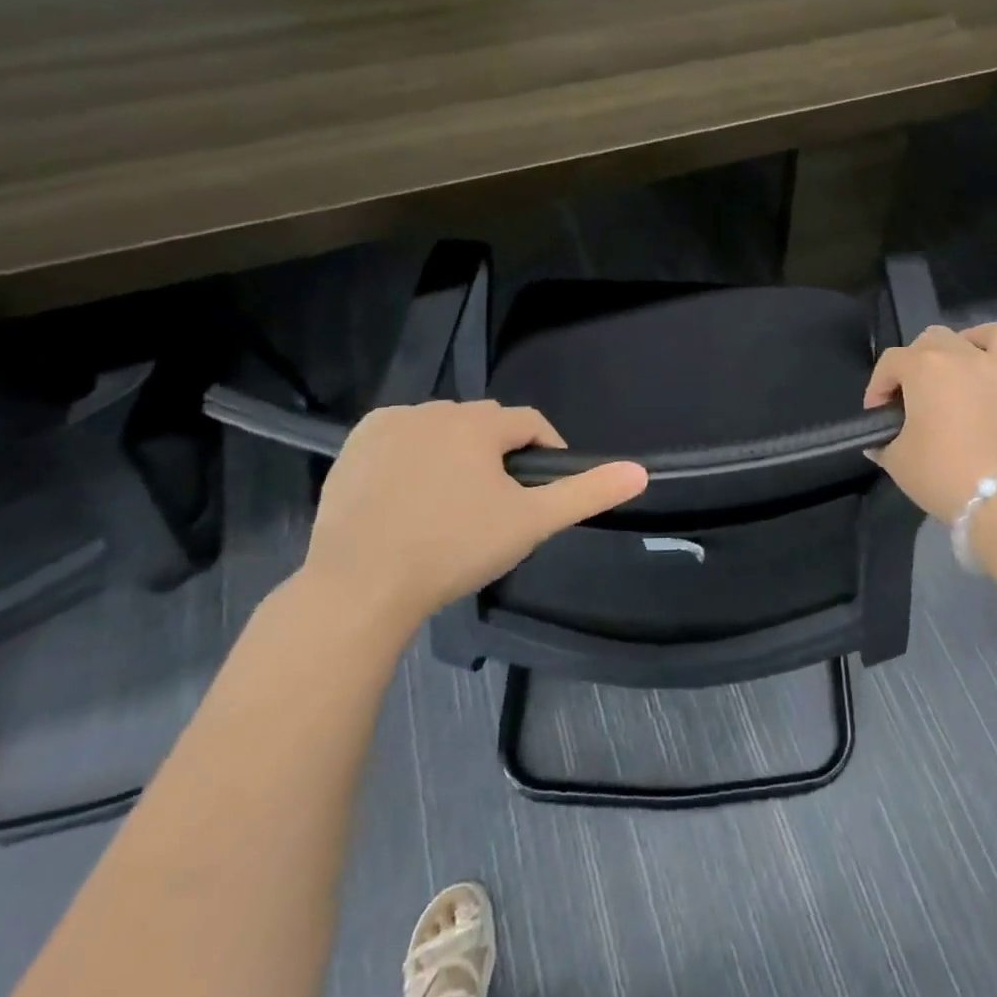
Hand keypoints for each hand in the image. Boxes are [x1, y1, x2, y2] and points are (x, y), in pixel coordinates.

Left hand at [297, 400, 647, 636]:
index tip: (543, 488)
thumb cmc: (454, 549)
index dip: (545, 451)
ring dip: (456, 451)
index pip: (529, 423)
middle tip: (497, 503)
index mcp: (478, 423)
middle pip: (485, 424)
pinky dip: (412, 453)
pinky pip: (400, 436)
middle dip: (498, 453)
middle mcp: (435, 410)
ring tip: (454, 500)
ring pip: (442, 428)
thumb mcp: (531, 523)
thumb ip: (586, 493)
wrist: (359, 586)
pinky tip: (410, 491)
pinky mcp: (355, 445)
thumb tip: (641, 472)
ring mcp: (390, 425)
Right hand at [863, 323, 996, 520]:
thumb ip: (885, 443)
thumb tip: (880, 441)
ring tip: (970, 356)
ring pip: (995, 335)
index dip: (878, 386)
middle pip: (935, 339)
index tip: (876, 414)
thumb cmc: (942, 473)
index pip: (892, 363)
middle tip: (912, 394)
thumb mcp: (897, 460)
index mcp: (926, 368)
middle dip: (917, 359)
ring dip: (979, 340)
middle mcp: (966, 358)